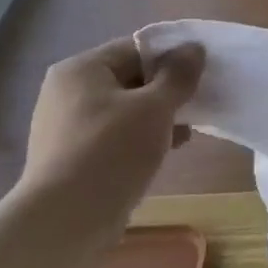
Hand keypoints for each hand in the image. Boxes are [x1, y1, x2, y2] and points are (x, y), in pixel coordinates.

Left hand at [12, 37, 204, 244]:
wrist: (67, 219)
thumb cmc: (112, 151)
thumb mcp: (155, 107)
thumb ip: (178, 75)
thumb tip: (194, 48)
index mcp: (81, 69)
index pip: (135, 49)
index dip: (172, 59)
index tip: (201, 77)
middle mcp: (67, 92)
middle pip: (130, 79)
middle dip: (166, 92)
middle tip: (197, 107)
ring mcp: (66, 126)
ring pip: (124, 111)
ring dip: (157, 119)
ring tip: (185, 135)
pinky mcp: (72, 157)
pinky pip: (114, 137)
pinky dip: (140, 140)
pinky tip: (163, 154)